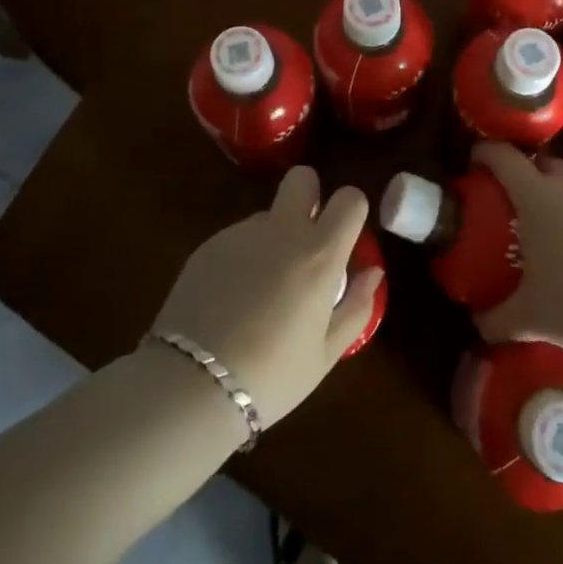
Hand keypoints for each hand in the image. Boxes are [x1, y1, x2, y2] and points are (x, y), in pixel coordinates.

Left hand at [150, 166, 381, 431]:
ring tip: (261, 291)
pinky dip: (243, 257)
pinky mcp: (208, 245)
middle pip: (302, 178)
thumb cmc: (271, 376)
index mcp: (318, 254)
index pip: (349, 199)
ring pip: (268, 215)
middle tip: (306, 241)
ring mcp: (241, 233)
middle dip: (310, 196)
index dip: (351, 211)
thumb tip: (372, 272)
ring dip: (274, 238)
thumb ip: (356, 307)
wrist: (190, 385)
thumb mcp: (325, 354)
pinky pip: (238, 238)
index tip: (345, 239)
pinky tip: (231, 299)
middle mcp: (282, 231)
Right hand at [473, 141, 562, 360]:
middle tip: (513, 203)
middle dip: (524, 175)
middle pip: (540, 163)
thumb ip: (495, 319)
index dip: (485, 152)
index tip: (474, 161)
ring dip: (558, 195)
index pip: (502, 156)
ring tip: (553, 229)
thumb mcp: (530, 319)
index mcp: (536, 196)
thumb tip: (476, 324)